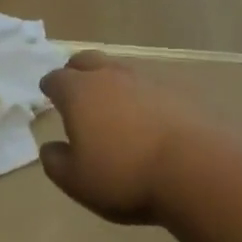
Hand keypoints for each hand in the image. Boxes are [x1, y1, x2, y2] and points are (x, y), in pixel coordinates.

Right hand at [37, 51, 210, 223]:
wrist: (194, 169)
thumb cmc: (124, 175)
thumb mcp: (77, 181)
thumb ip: (56, 163)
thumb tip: (50, 147)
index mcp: (79, 92)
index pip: (56, 79)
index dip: (50, 86)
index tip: (48, 93)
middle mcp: (109, 77)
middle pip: (87, 61)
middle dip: (77, 70)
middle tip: (75, 86)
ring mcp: (145, 81)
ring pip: (119, 70)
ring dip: (110, 82)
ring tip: (111, 104)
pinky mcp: (175, 93)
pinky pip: (148, 88)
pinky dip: (140, 98)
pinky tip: (145, 118)